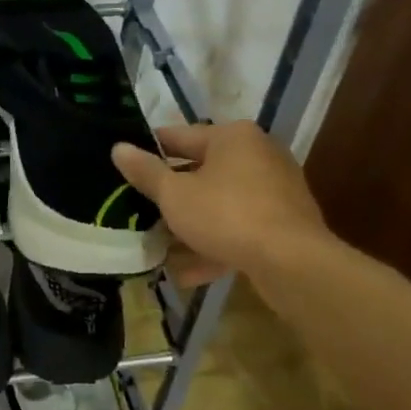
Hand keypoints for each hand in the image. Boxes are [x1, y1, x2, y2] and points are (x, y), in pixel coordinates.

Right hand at [112, 121, 330, 286]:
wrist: (292, 262)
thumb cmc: (226, 215)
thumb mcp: (175, 194)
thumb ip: (146, 172)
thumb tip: (118, 148)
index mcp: (232, 137)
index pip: (179, 136)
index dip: (149, 150)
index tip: (125, 164)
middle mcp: (258, 155)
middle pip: (201, 172)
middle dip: (170, 196)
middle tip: (138, 210)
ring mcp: (275, 190)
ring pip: (219, 204)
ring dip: (190, 226)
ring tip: (159, 247)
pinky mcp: (283, 223)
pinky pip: (238, 228)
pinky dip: (214, 245)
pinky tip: (187, 273)